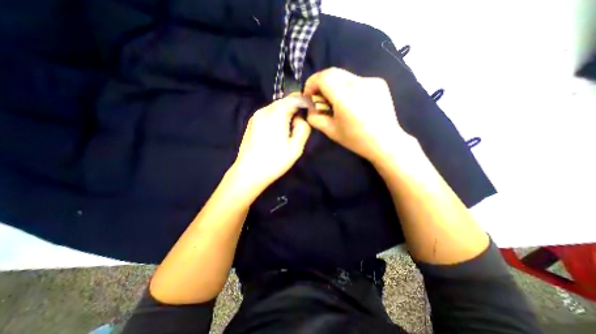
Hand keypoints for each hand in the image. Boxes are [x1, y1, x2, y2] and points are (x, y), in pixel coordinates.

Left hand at [230, 94, 311, 193]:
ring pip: (275, 109)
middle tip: (299, 125)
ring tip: (288, 130)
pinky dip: (276, 118)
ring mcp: (255, 116)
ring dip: (284, 115)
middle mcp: (264, 110)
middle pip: (283, 103)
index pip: (293, 99)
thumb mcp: (296, 147)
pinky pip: (267, 115)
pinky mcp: (251, 124)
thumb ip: (303, 128)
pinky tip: (276, 133)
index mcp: (276, 114)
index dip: (303, 103)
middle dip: (294, 109)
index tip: (310, 112)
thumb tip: (300, 119)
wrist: (249, 173)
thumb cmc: (275, 161)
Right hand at [304, 67, 412, 163]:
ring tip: (335, 101)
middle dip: (321, 82)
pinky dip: (347, 87)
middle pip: (333, 72)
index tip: (309, 95)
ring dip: (334, 85)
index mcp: (345, 97)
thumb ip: (315, 118)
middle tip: (320, 97)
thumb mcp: (331, 132)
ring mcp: (371, 81)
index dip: (312, 83)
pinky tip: (351, 101)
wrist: (386, 142)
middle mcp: (359, 84)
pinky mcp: (379, 82)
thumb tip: (310, 108)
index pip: (323, 77)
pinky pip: (356, 80)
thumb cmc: (356, 140)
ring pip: (344, 75)